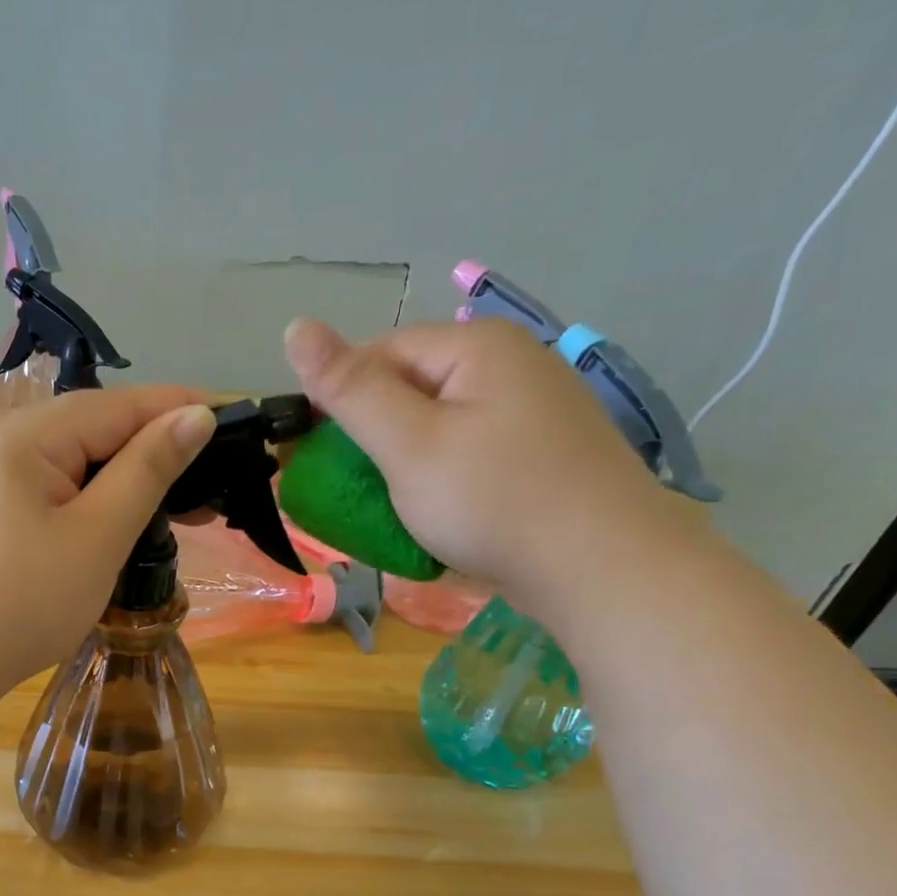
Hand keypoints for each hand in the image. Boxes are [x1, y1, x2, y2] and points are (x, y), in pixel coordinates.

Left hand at [0, 387, 215, 706]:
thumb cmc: (22, 601)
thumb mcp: (97, 536)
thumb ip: (148, 470)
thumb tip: (195, 414)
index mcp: (26, 433)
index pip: (123, 404)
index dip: (183, 411)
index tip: (238, 427)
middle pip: (94, 429)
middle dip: (155, 454)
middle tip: (212, 491)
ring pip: (70, 463)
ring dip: (122, 482)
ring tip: (174, 512)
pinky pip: (44, 490)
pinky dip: (85, 502)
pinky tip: (111, 523)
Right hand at [283, 316, 690, 605]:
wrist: (601, 569)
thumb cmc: (494, 501)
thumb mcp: (409, 445)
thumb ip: (350, 389)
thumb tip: (295, 326)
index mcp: (477, 346)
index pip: (381, 353)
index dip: (338, 399)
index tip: (312, 456)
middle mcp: (511, 364)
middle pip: (412, 388)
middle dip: (371, 437)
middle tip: (347, 492)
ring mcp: (533, 411)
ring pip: (440, 425)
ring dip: (402, 464)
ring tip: (385, 508)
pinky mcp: (541, 455)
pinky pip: (469, 454)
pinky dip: (439, 480)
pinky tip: (434, 514)